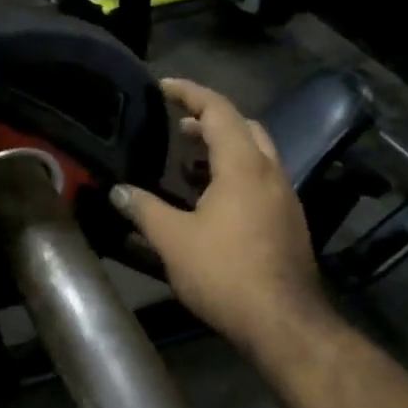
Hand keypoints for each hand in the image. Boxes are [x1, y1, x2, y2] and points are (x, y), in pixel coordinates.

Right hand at [111, 78, 330, 357]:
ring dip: (225, 149)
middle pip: (245, 127)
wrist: (282, 320)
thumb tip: (118, 191)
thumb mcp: (174, 240)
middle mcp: (271, 173)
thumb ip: (144, 210)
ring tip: (189, 163)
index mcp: (243, 166)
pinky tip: (212, 202)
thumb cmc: (225, 273)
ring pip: (257, 155)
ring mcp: (285, 198)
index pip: (219, 110)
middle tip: (179, 128)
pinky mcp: (289, 222)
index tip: (163, 86)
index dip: (190, 93)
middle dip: (212, 120)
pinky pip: (261, 182)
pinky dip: (236, 175)